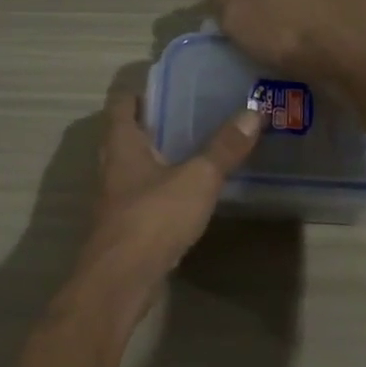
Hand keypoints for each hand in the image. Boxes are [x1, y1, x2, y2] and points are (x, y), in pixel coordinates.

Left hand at [74, 92, 261, 308]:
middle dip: (150, 124)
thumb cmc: (153, 218)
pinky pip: (140, 196)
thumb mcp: (197, 179)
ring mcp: (114, 199)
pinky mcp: (123, 227)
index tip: (167, 86)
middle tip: (186, 115)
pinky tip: (184, 194)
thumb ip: (224, 147)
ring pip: (131, 167)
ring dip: (154, 157)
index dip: (139, 92)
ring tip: (190, 150)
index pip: (120, 104)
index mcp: (122, 145)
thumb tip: (254, 112)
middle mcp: (111, 167)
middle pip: (124, 135)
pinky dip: (158, 188)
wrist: (121, 280)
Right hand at [209, 0, 365, 85]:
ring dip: (318, 15)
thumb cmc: (287, 39)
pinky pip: (350, 12)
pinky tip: (340, 47)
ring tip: (316, 49)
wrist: (348, 57)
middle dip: (289, 9)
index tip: (260, 37)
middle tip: (287, 45)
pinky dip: (344, 24)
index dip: (256, 11)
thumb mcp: (237, 22)